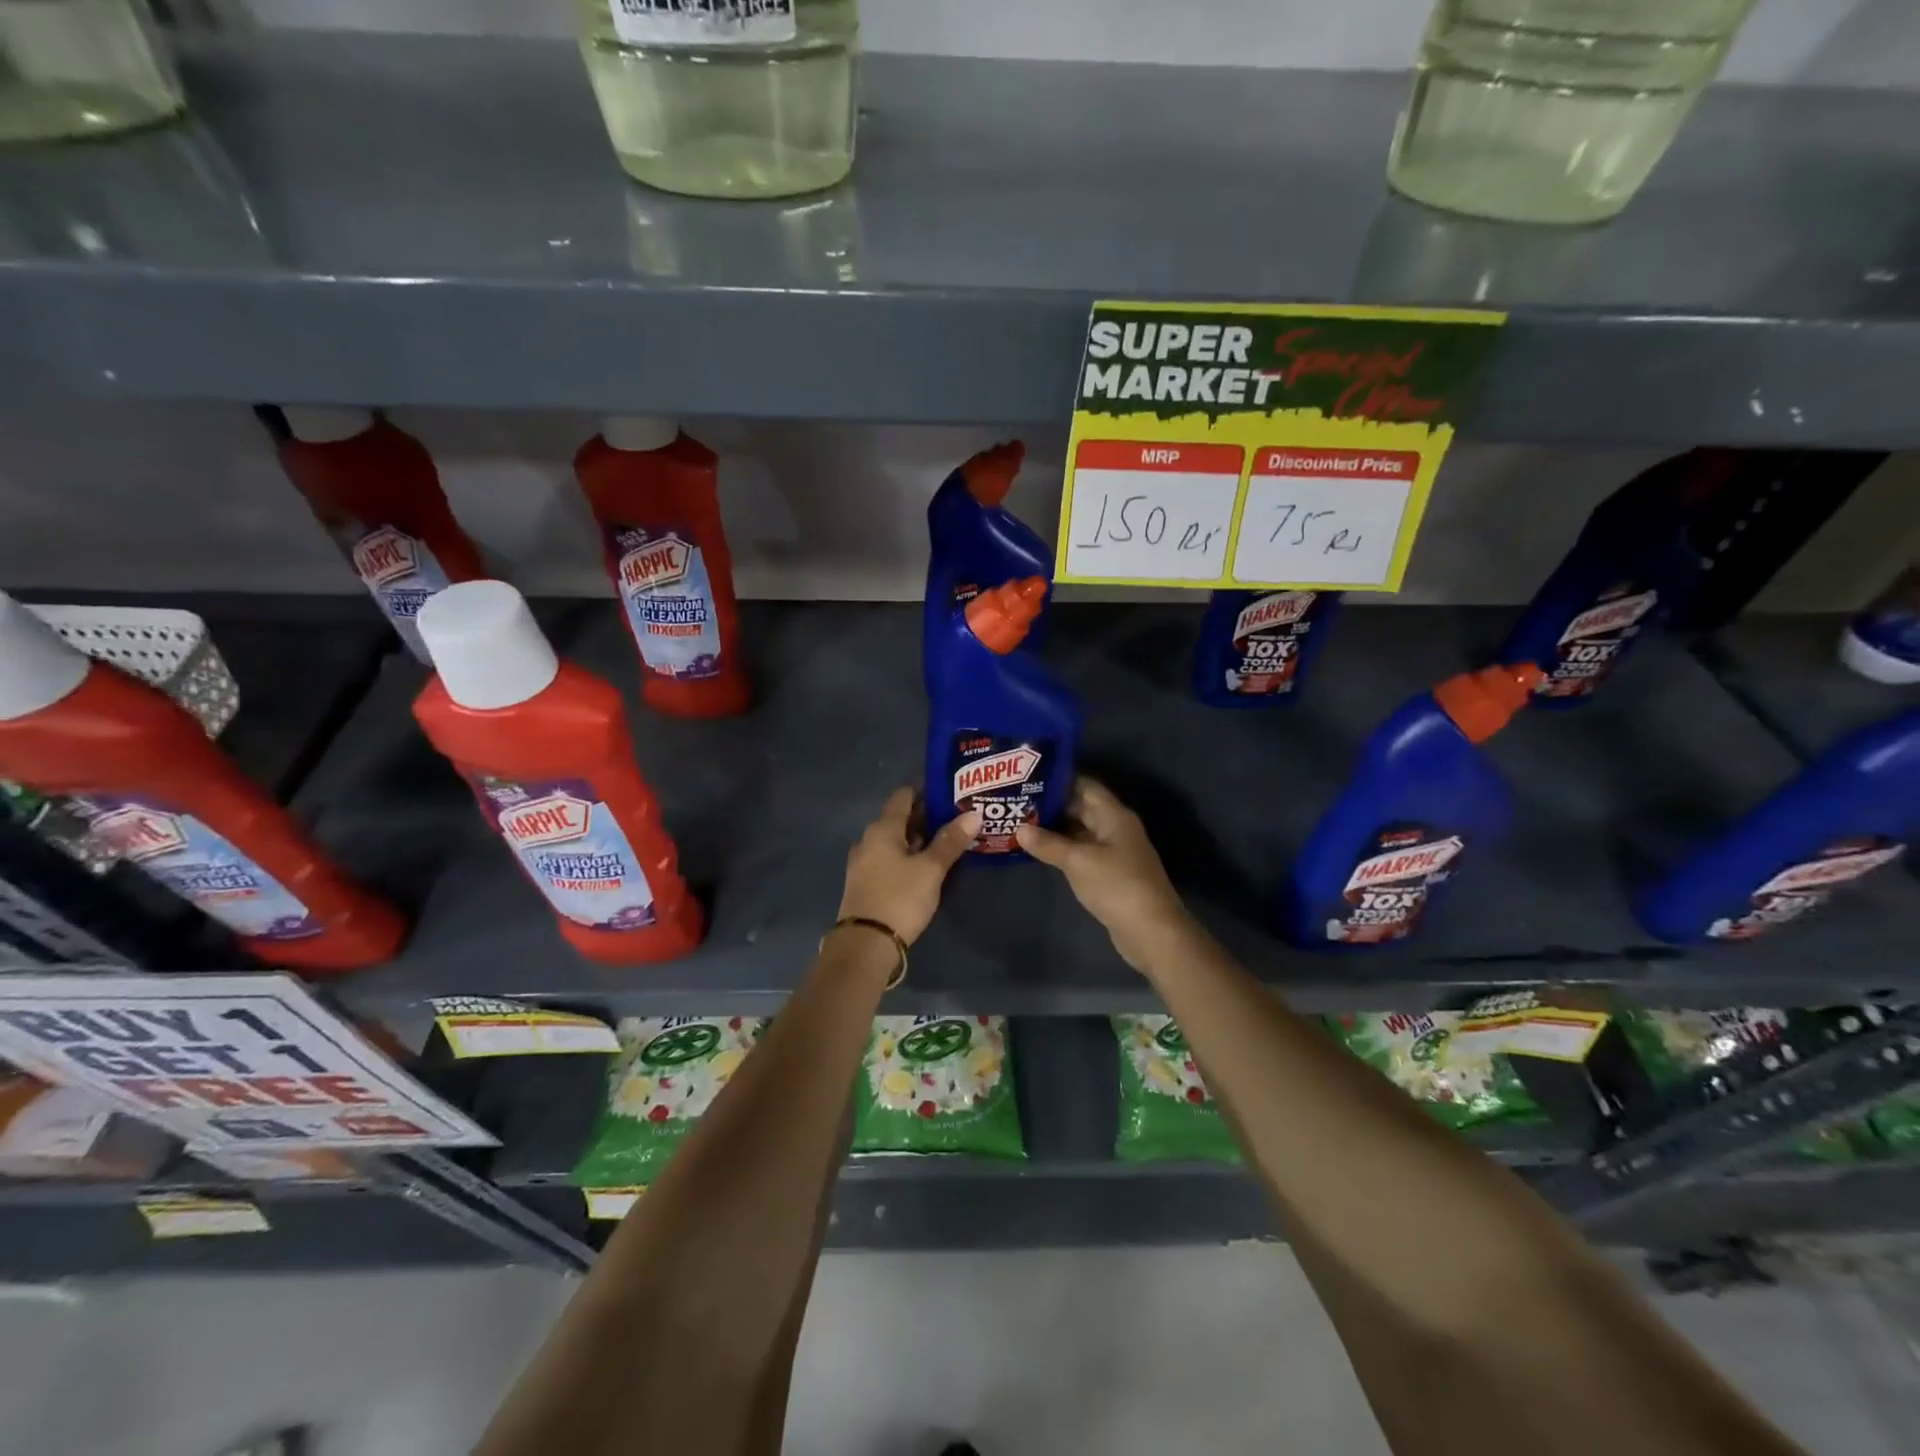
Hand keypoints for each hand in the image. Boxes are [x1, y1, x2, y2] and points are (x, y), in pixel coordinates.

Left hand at [837, 787, 979, 944]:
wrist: (866, 944)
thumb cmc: (900, 898)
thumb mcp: (931, 869)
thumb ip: (950, 841)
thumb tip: (973, 814)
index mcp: (882, 828)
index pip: (903, 795)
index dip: (925, 789)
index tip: (949, 789)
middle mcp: (868, 839)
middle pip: (899, 817)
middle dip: (926, 814)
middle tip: (955, 814)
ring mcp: (864, 862)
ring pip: (895, 839)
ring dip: (918, 837)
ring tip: (947, 838)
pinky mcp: (866, 882)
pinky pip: (889, 857)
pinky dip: (908, 854)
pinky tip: (926, 863)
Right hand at [1016, 777, 1195, 970]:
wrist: (1151, 931)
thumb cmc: (1117, 885)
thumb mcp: (1078, 861)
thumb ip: (1048, 843)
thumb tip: (1020, 828)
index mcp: (1114, 815)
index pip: (1084, 785)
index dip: (1058, 779)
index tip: (1028, 778)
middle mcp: (1115, 828)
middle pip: (1081, 807)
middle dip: (1052, 804)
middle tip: (1017, 801)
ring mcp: (1114, 851)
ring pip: (1080, 831)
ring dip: (1055, 828)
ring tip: (1021, 822)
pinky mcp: (1110, 873)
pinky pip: (1082, 852)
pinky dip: (1063, 849)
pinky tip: (1039, 850)